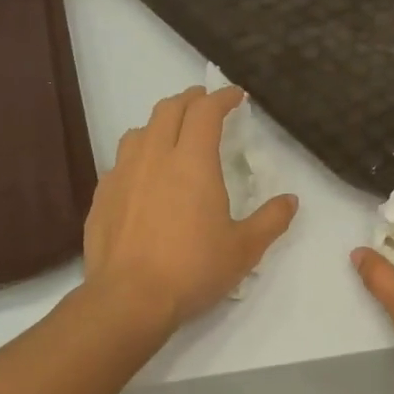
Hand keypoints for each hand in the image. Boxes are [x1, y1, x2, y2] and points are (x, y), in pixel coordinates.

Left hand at [85, 86, 297, 332]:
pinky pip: (121, 160)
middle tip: (205, 104)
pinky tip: (145, 176)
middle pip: (169, 110)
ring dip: (161, 123)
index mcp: (192, 162)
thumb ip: (271, 220)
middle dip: (190, 100)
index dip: (222, 97)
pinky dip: (139, 154)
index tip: (235, 96)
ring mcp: (123, 174)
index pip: (206, 112)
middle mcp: (154, 156)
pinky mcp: (102, 195)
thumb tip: (290, 200)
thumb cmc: (193, 269)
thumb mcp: (244, 249)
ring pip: (140, 130)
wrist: (129, 298)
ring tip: (173, 134)